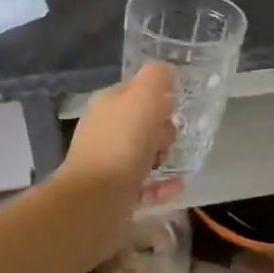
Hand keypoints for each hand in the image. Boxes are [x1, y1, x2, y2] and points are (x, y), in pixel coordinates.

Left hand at [56, 64, 178, 251]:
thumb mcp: (144, 95)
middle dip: (161, 129)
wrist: (96, 200)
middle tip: (168, 138)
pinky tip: (177, 186)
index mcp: (107, 104)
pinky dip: (162, 185)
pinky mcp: (114, 194)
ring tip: (173, 162)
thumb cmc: (123, 142)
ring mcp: (107, 164)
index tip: (174, 108)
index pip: (136, 91)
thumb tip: (165, 73)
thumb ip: (157, 77)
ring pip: (141, 154)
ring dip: (161, 155)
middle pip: (140, 123)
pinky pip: (144, 185)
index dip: (158, 97)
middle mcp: (104, 131)